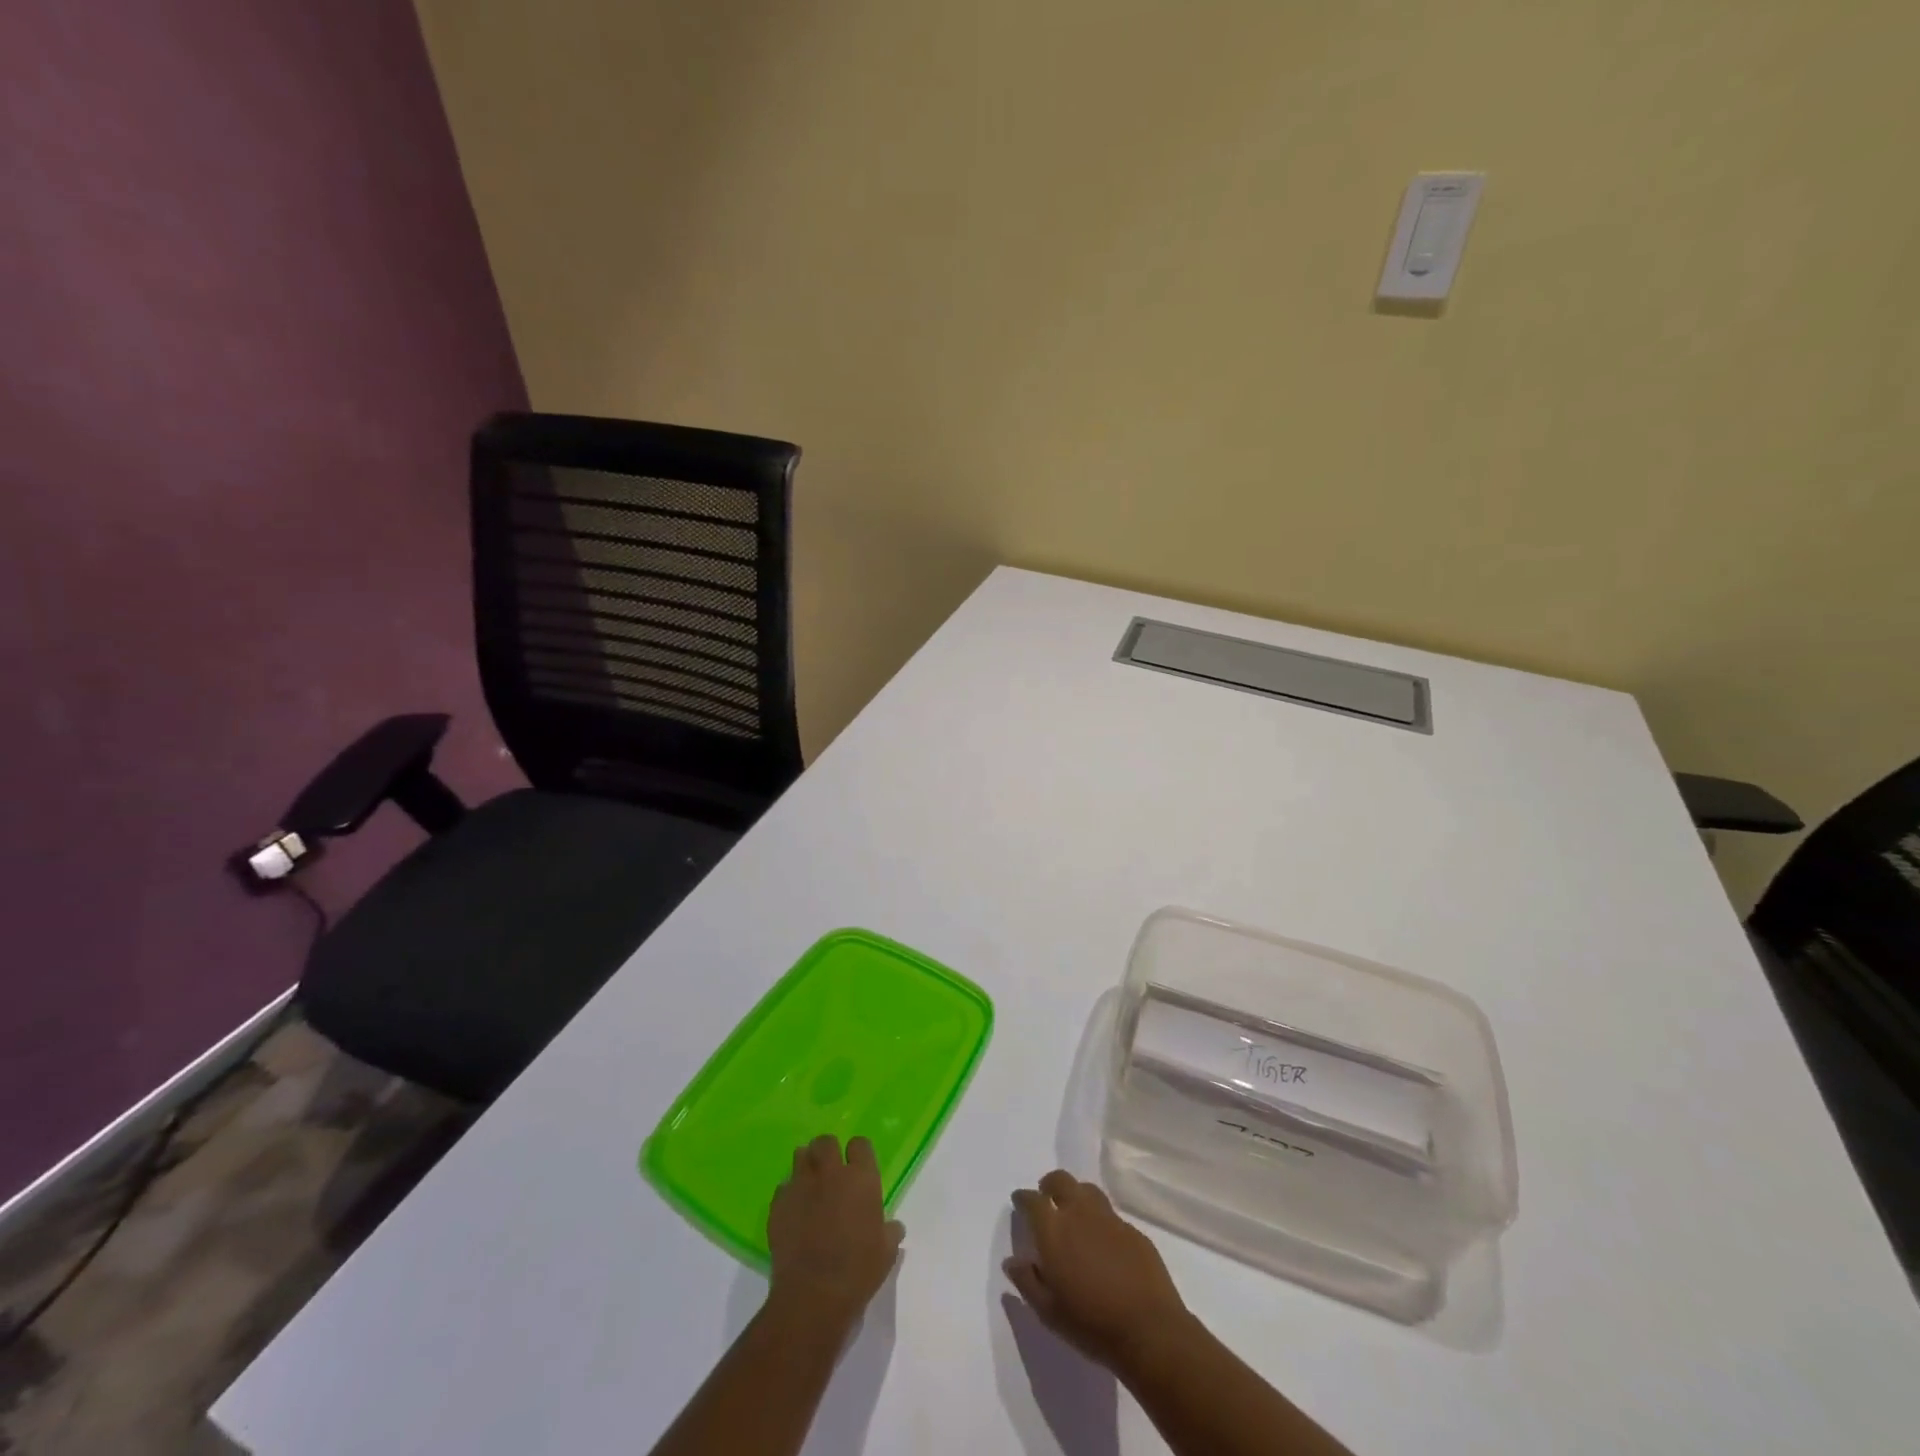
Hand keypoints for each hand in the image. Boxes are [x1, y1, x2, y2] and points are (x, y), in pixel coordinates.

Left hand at [767, 1135, 903, 1331]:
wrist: (813, 1296)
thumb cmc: (857, 1272)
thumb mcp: (886, 1253)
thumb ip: (890, 1232)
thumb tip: (894, 1227)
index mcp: (861, 1178)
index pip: (860, 1144)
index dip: (858, 1154)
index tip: (857, 1168)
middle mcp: (831, 1173)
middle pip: (826, 1142)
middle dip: (827, 1151)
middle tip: (830, 1171)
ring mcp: (802, 1185)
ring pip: (801, 1156)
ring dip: (806, 1165)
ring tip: (809, 1185)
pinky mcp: (779, 1203)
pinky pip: (783, 1187)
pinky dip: (789, 1194)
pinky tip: (793, 1212)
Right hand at [1005, 1170, 1191, 1374]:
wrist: (1148, 1330)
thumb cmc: (1091, 1324)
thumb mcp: (1049, 1312)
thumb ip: (1027, 1282)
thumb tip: (1012, 1261)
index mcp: (1054, 1230)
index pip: (1032, 1200)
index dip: (1023, 1198)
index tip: (1020, 1201)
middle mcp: (1080, 1213)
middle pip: (1061, 1181)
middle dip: (1049, 1185)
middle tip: (1046, 1197)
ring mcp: (1109, 1218)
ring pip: (1087, 1190)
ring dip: (1076, 1195)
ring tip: (1073, 1212)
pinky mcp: (1133, 1230)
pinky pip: (1110, 1215)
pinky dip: (1100, 1220)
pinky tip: (1103, 1241)